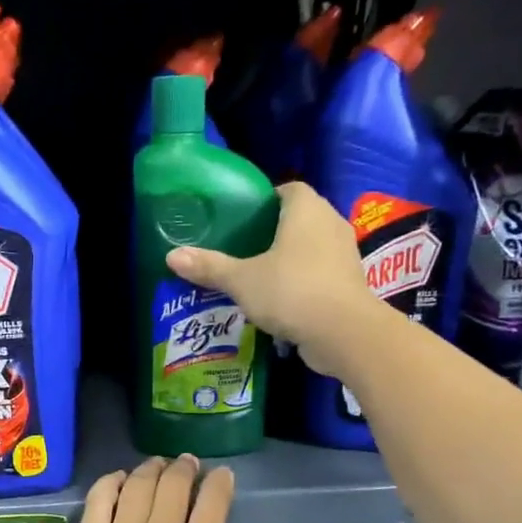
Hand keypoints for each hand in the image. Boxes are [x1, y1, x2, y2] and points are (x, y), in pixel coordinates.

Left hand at [51, 456, 244, 522]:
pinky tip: (118, 480)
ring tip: (156, 466)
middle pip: (175, 485)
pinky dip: (111, 482)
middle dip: (185, 469)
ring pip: (138, 485)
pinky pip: (99, 499)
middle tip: (187, 465)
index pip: (213, 503)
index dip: (220, 483)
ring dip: (150, 469)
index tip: (222, 475)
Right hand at [164, 181, 370, 382]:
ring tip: (258, 276)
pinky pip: (319, 274)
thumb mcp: (241, 280)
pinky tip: (279, 301)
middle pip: (300, 218)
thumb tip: (172, 256)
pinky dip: (301, 283)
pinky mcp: (349, 284)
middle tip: (243, 248)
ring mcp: (344, 255)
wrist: (343, 333)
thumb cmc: (291, 291)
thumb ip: (209, 267)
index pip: (288, 189)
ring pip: (311, 248)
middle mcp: (331, 223)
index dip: (266, 199)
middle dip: (274, 231)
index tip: (243, 218)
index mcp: (306, 210)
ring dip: (289, 259)